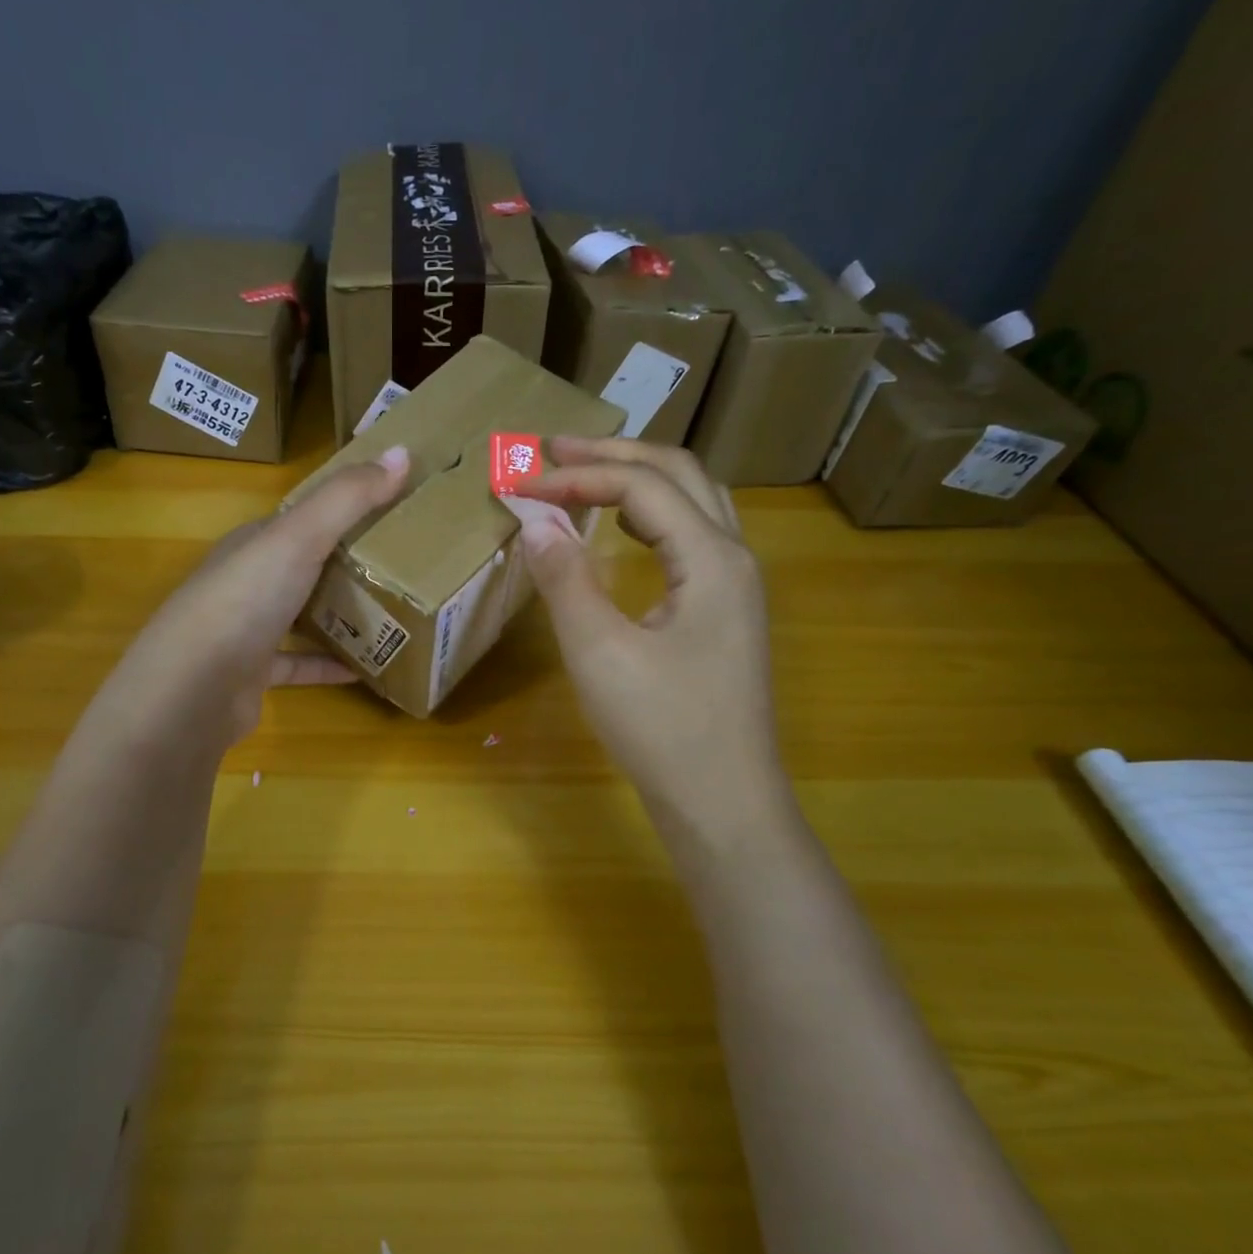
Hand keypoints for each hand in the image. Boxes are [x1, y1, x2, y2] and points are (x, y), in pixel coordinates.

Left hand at [79, 445, 410, 757]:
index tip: (392, 508)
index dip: (343, 509)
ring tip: (392, 616)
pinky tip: (364, 670)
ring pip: (301, 616)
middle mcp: (247, 582)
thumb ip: (348, 498)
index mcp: (254, 543)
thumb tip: (401, 451)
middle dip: (347, 565)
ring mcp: (246, 631)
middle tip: (404, 566)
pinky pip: (298, 665)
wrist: (193, 688)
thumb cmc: (245, 599)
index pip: (301, 518)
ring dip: (339, 617)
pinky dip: (327, 665)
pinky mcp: (253, 675)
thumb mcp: (300, 537)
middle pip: (304, 567)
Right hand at [517, 437, 791, 839]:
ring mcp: (734, 586)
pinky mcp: (723, 613)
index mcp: (712, 558)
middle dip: (613, 454)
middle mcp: (733, 557)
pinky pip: (689, 537)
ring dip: (636, 478)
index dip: (576, 476)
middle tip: (551, 449)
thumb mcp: (600, 652)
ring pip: (691, 502)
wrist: (722, 803)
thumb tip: (534, 520)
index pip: (640, 487)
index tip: (518, 483)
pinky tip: (620, 529)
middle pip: (678, 474)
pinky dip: (650, 515)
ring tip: (581, 474)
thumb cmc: (663, 730)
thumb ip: (565, 578)